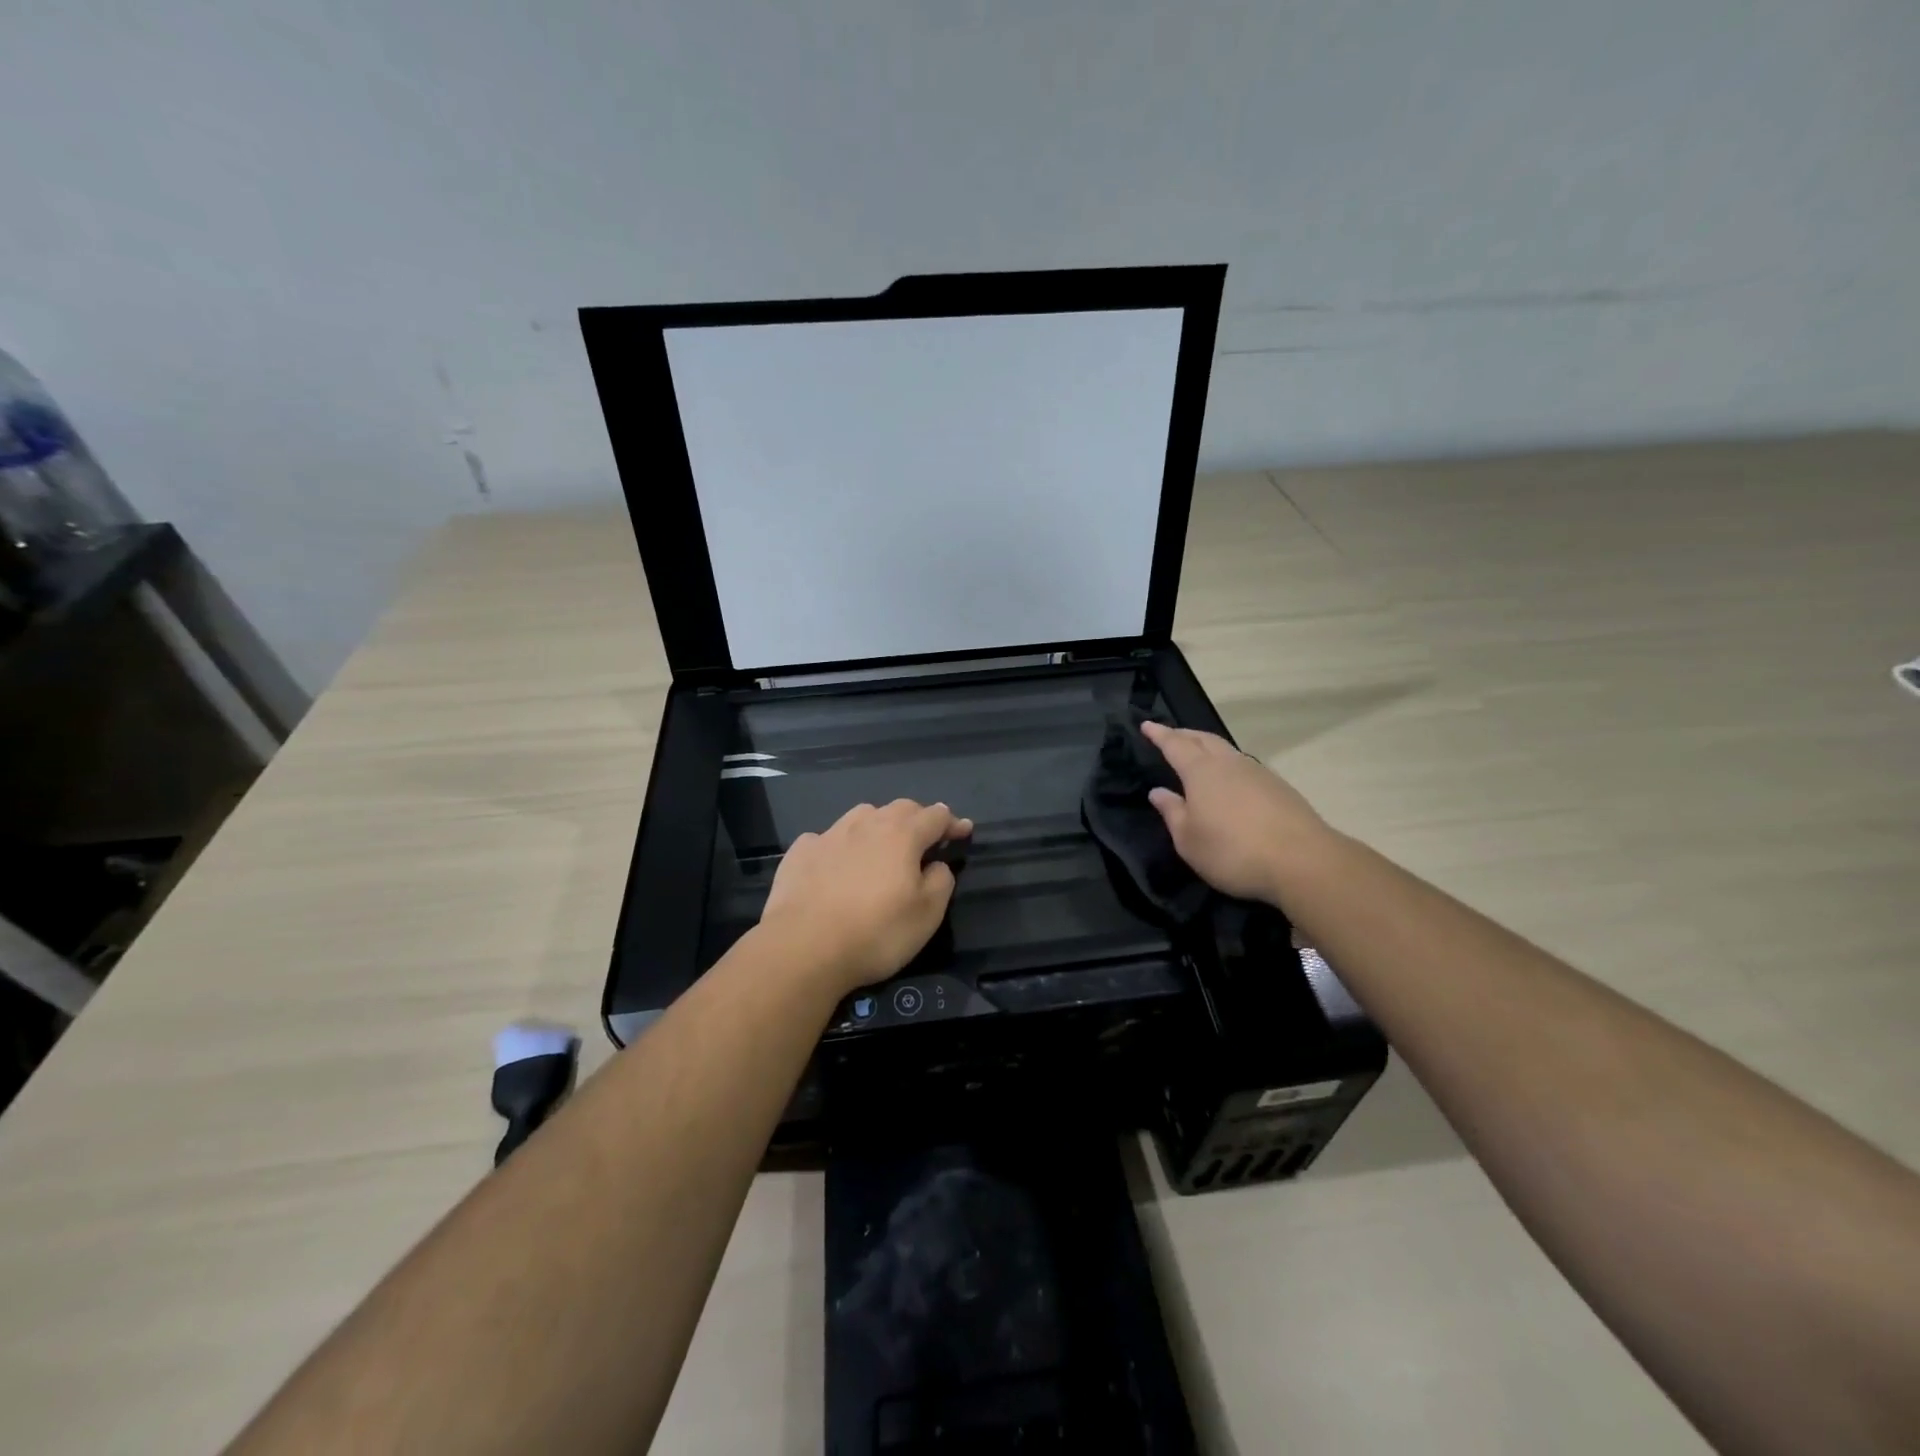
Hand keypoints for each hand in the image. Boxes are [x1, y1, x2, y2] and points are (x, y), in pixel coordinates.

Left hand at [758, 799, 972, 994]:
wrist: (803, 948)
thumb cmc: (876, 932)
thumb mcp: (927, 914)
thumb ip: (940, 881)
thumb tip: (936, 864)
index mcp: (901, 835)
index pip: (935, 816)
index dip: (953, 823)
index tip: (964, 831)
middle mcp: (866, 825)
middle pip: (899, 808)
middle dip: (918, 817)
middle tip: (927, 836)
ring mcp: (828, 835)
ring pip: (861, 816)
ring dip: (878, 824)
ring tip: (882, 843)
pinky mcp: (799, 853)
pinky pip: (825, 838)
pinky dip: (839, 845)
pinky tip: (835, 862)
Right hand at [1141, 721, 1333, 906]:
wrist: (1301, 861)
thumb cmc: (1232, 851)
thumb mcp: (1189, 840)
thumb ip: (1172, 812)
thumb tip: (1158, 792)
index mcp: (1201, 772)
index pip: (1175, 745)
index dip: (1159, 734)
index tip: (1147, 725)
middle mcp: (1229, 764)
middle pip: (1203, 739)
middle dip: (1184, 734)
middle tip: (1170, 734)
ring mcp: (1257, 773)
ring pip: (1226, 750)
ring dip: (1208, 746)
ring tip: (1198, 753)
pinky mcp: (1279, 787)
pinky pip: (1244, 765)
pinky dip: (1229, 764)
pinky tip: (1230, 779)